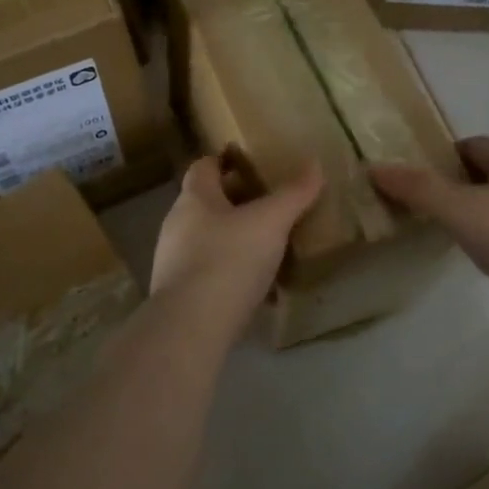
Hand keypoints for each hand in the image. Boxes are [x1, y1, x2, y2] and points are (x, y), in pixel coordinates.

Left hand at [150, 157, 324, 329]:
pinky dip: (230, 273)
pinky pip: (208, 273)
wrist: (191, 327)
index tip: (250, 163)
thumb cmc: (228, 260)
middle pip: (206, 204)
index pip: (204, 167)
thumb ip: (293, 194)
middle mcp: (177, 225)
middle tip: (270, 206)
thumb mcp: (270, 222)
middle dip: (235, 203)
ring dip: (233, 239)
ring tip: (267, 247)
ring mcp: (173, 262)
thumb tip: (314, 163)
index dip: (225, 161)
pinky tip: (256, 287)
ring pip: (207, 240)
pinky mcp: (178, 295)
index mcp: (194, 199)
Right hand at [368, 137, 488, 315]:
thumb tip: (374, 167)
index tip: (418, 190)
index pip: (468, 146)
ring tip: (458, 237)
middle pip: (487, 170)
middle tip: (432, 215)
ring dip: (481, 210)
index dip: (439, 163)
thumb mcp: (460, 212)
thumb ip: (418, 188)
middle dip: (458, 187)